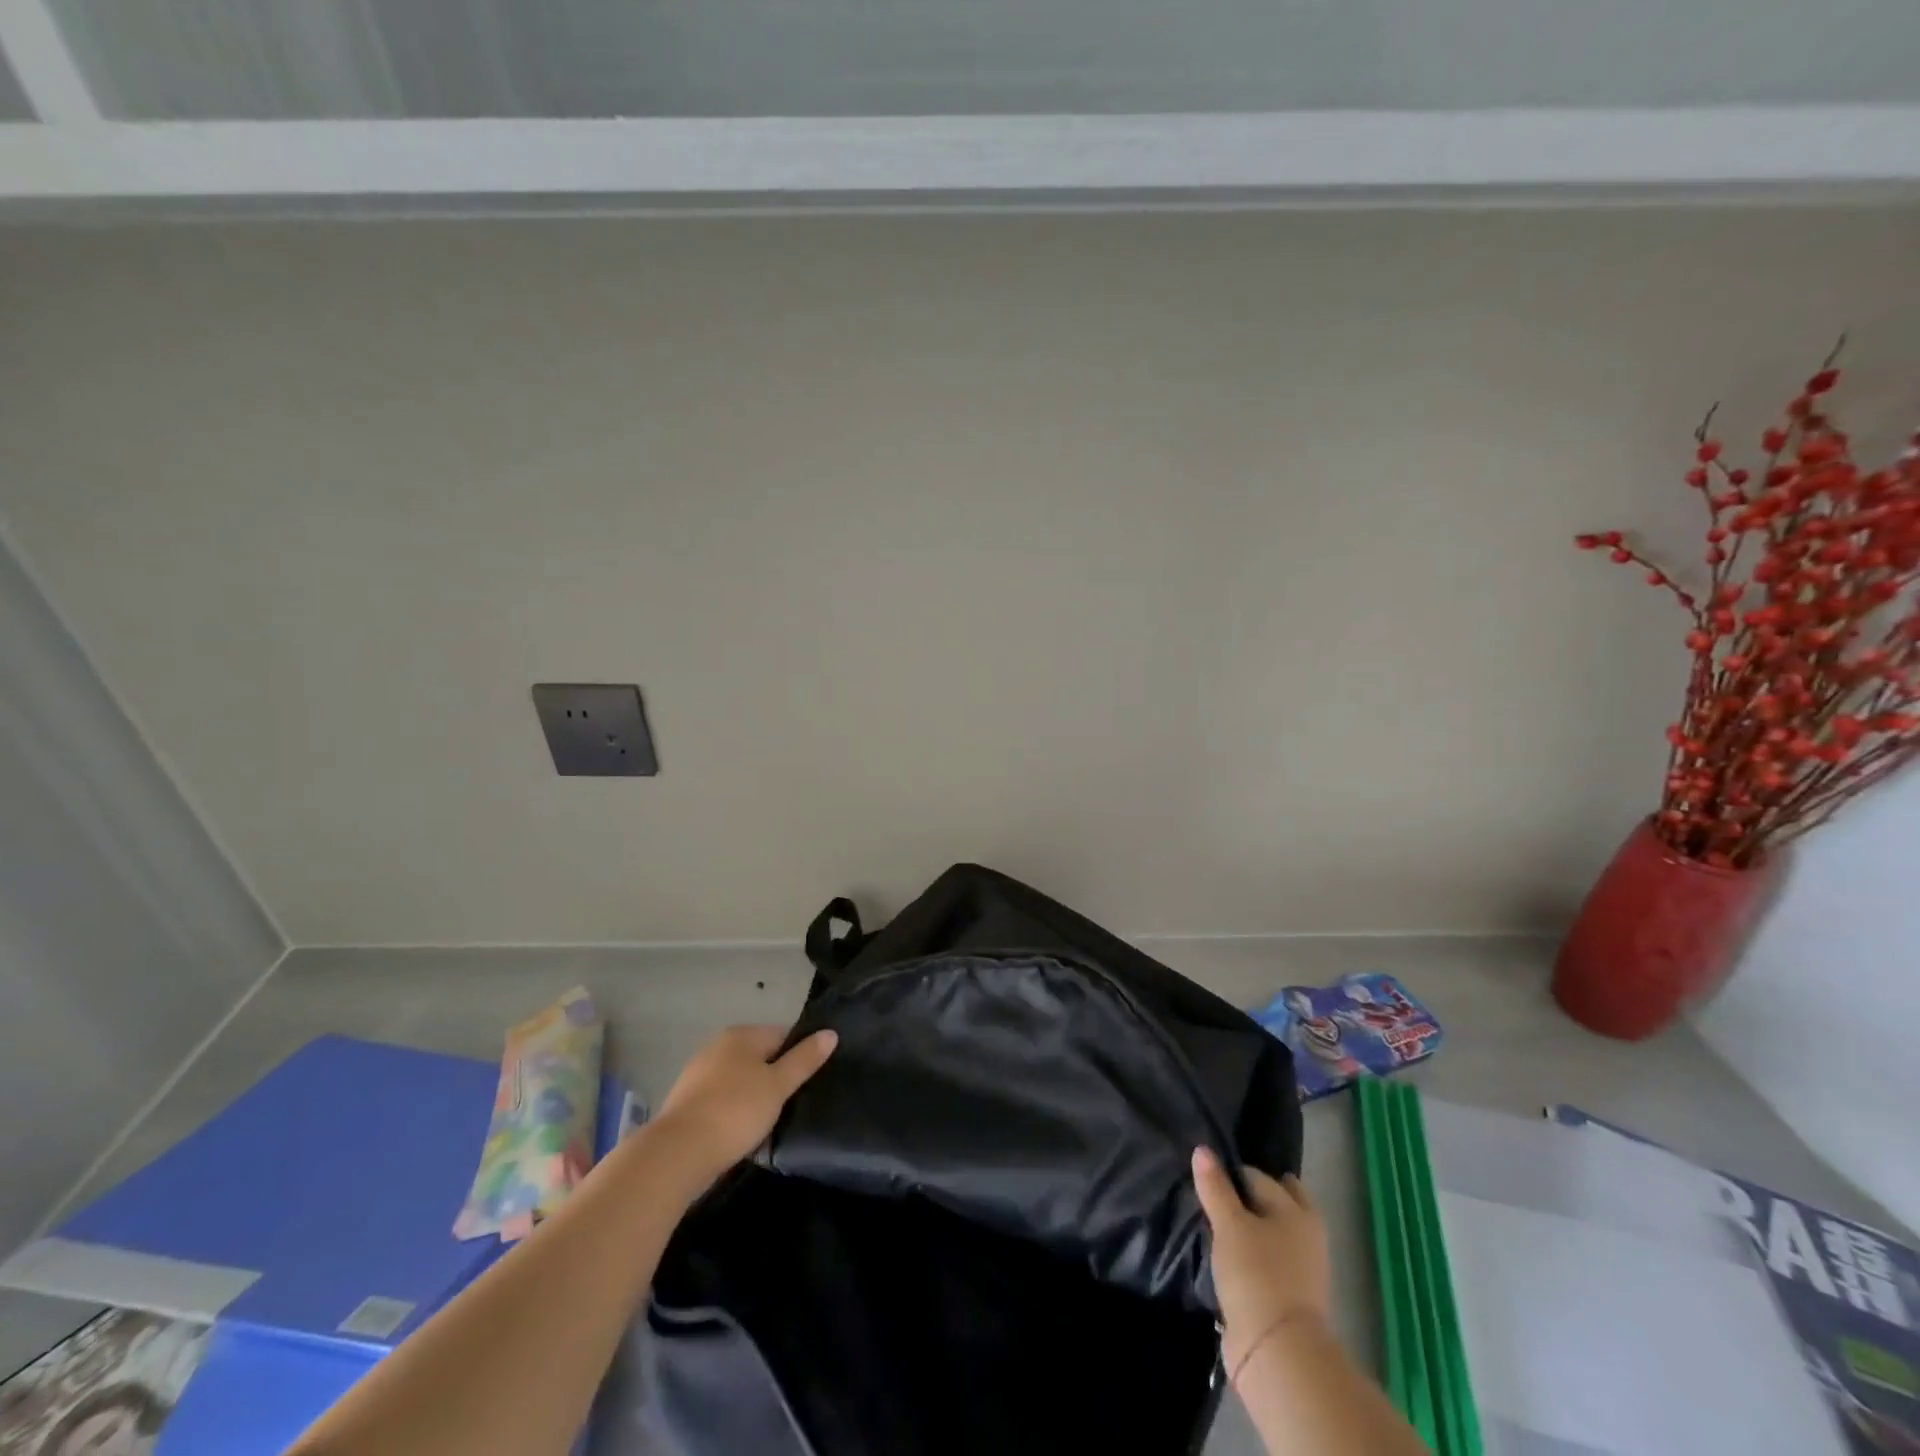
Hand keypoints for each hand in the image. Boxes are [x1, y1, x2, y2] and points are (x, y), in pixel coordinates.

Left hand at [654, 1024, 837, 1180]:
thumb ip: (804, 1059)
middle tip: (791, 1106)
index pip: (782, 1035)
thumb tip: (830, 1033)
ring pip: (740, 1081)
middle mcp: (718, 1046)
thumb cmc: (735, 1111)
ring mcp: (698, 1074)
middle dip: (775, 1079)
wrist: (677, 1153)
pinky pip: (721, 1101)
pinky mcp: (686, 1103)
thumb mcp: (778, 1085)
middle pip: (760, 1058)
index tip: (808, 1084)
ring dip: (754, 1099)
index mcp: (741, 1035)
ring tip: (768, 1124)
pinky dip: (733, 1113)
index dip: (799, 1057)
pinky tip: (740, 1135)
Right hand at [1192, 1146, 1330, 1377]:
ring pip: (1268, 1234)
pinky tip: (1223, 1253)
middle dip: (1248, 1198)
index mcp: (1299, 1211)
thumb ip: (1216, 1187)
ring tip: (1213, 1223)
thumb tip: (1202, 1149)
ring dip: (1247, 1229)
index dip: (1233, 1173)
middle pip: (1272, 1205)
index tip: (1208, 1176)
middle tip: (1215, 1194)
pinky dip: (1247, 1255)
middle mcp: (1305, 1235)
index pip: (1259, 1177)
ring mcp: (1298, 1269)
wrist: (1277, 1351)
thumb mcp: (1229, 1224)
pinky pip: (1263, 1262)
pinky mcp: (1285, 1297)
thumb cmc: (1257, 1273)